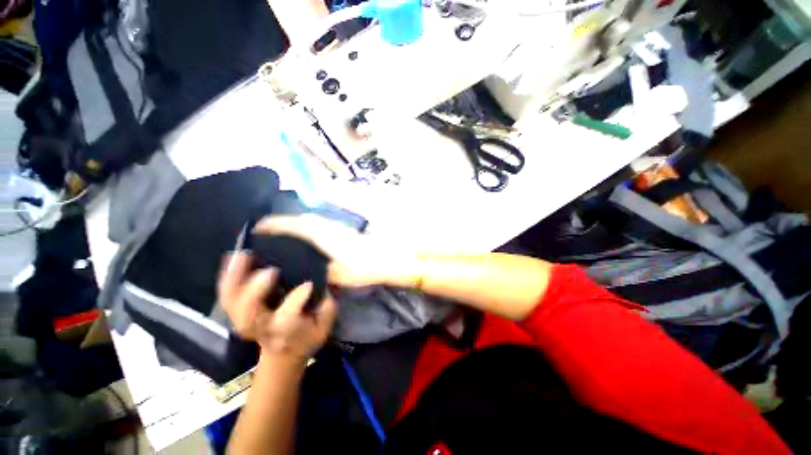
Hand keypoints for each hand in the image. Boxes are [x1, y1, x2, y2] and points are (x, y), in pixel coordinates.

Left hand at [218, 252, 336, 361]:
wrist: (282, 351)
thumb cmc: (306, 335)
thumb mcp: (323, 326)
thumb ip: (326, 308)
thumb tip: (327, 284)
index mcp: (285, 331)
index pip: (288, 318)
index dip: (296, 301)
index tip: (308, 285)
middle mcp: (261, 326)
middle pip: (249, 315)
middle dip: (256, 293)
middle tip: (271, 271)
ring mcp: (244, 319)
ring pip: (232, 302)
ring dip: (235, 278)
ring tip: (243, 254)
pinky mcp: (237, 310)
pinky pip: (226, 294)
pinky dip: (226, 275)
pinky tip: (231, 256)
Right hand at [253, 215, 406, 287]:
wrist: (388, 258)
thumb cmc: (363, 267)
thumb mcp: (338, 275)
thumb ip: (321, 271)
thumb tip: (308, 271)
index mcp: (323, 236)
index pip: (294, 225)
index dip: (275, 225)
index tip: (258, 226)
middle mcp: (329, 227)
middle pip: (303, 220)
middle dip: (285, 223)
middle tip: (270, 233)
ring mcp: (338, 228)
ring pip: (313, 221)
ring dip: (298, 225)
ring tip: (286, 237)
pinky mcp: (345, 231)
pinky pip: (321, 226)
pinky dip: (310, 229)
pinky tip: (310, 241)